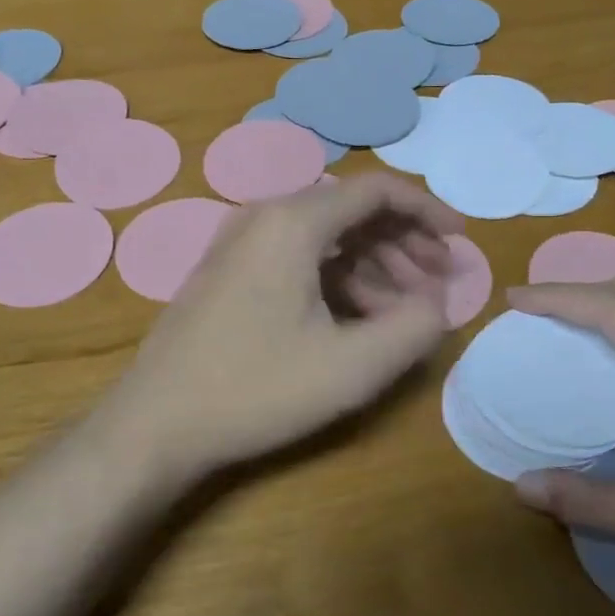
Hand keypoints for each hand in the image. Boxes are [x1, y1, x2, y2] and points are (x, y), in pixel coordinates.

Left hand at [92, 173, 462, 478]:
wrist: (155, 424)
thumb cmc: (256, 389)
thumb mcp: (352, 367)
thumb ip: (414, 328)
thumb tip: (438, 303)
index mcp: (294, 221)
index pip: (378, 191)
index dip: (427, 210)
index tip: (459, 241)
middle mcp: (265, 216)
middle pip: (353, 211)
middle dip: (405, 244)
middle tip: (438, 285)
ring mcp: (242, 242)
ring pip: (327, 237)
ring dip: (374, 266)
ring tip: (404, 311)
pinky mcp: (231, 270)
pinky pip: (299, 257)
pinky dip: (338, 279)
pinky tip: (358, 320)